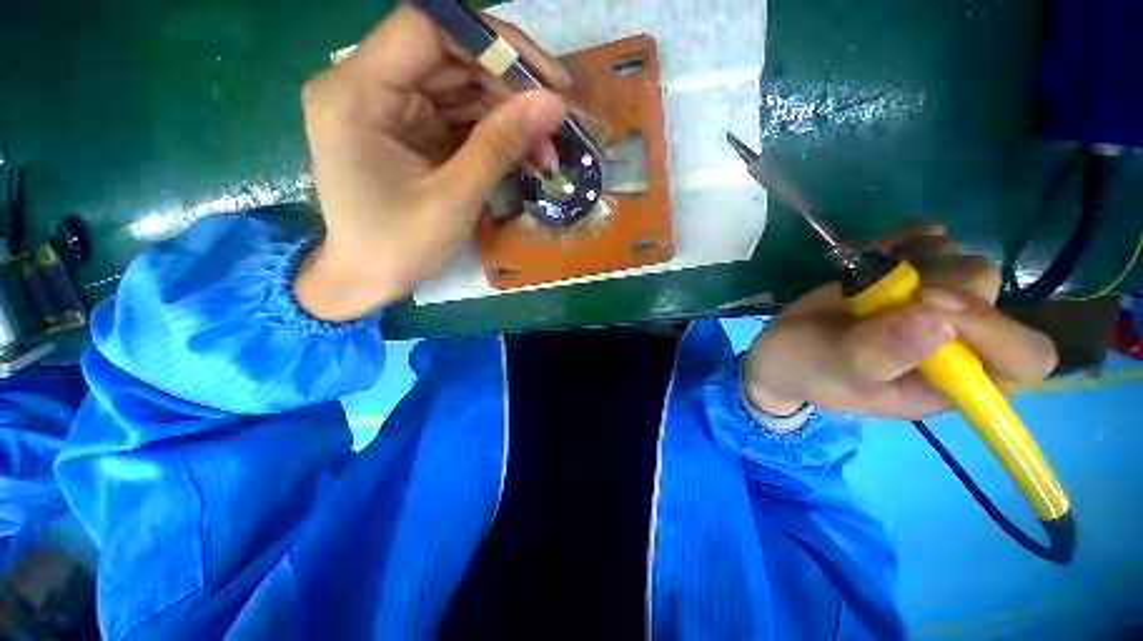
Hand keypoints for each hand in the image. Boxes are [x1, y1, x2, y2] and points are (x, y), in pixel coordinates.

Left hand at [295, 6, 570, 319]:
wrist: (367, 278)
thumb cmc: (399, 248)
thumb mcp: (454, 200)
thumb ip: (500, 146)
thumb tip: (553, 105)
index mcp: (357, 94)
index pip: (428, 28)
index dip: (494, 43)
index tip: (546, 80)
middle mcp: (366, 85)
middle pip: (451, 57)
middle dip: (512, 89)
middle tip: (559, 124)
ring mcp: (389, 106)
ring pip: (462, 87)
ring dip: (511, 117)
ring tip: (548, 153)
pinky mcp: (409, 128)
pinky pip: (460, 116)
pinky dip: (497, 135)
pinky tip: (527, 157)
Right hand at [743, 222, 1057, 425]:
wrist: (781, 348)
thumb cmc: (808, 369)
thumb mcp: (837, 372)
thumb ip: (881, 355)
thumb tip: (938, 322)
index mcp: (951, 381)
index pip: (1022, 358)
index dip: (995, 329)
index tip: (928, 305)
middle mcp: (956, 341)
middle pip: (993, 296)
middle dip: (945, 284)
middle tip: (893, 287)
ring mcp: (934, 304)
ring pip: (966, 263)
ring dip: (923, 259)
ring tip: (873, 276)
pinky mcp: (909, 276)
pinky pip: (935, 241)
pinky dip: (911, 238)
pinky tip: (880, 251)